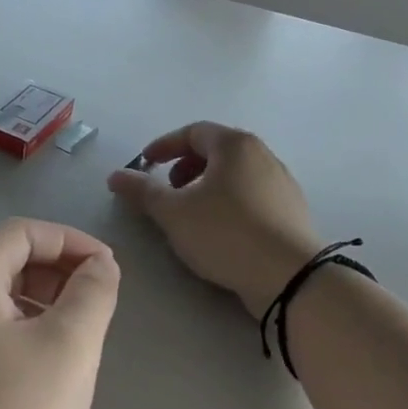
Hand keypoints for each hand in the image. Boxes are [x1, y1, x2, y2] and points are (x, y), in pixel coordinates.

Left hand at [0, 219, 120, 408]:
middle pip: (4, 260)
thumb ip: (92, 292)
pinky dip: (12, 330)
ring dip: (37, 303)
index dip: (72, 243)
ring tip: (73, 339)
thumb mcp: (69, 347)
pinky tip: (36, 369)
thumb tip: (99, 265)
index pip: (24, 232)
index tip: (110, 272)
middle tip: (95, 306)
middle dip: (56, 273)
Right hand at [108, 123, 320, 317]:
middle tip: (169, 190)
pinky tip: (220, 231)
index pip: (193, 132)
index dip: (164, 146)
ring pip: (236, 174)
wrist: (290, 276)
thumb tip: (116, 176)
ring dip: (207, 186)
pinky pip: (252, 195)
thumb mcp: (174, 213)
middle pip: (217, 151)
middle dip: (186, 166)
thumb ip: (142, 191)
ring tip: (191, 213)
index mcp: (235, 145)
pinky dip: (229, 202)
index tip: (145, 163)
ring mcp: (282, 183)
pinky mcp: (292, 211)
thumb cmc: (225, 233)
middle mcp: (263, 155)